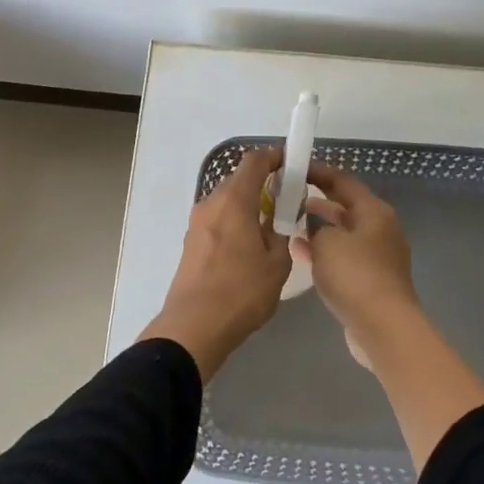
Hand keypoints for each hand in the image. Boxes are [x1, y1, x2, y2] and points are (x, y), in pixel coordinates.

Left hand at [141, 147, 292, 378]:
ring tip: (269, 228)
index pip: (254, 161)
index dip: (275, 156)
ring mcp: (197, 222)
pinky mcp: (191, 242)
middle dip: (264, 184)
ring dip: (248, 205)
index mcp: (234, 200)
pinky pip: (218, 219)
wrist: (194, 327)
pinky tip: (248, 247)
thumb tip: (279, 216)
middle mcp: (211, 203)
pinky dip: (235, 221)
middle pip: (239, 180)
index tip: (292, 164)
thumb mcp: (277, 263)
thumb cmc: (241, 292)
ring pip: (227, 201)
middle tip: (287, 202)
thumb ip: (281, 231)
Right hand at [300, 163, 421, 344]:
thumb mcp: (326, 242)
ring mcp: (378, 255)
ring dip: (319, 227)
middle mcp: (380, 228)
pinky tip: (302, 253)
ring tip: (288, 223)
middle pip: (345, 206)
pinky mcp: (372, 279)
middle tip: (286, 196)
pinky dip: (324, 251)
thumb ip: (315, 227)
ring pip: (343, 232)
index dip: (317, 171)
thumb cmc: (355, 275)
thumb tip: (313, 227)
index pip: (343, 180)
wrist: (382, 326)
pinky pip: (344, 255)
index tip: (292, 168)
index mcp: (374, 210)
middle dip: (316, 200)